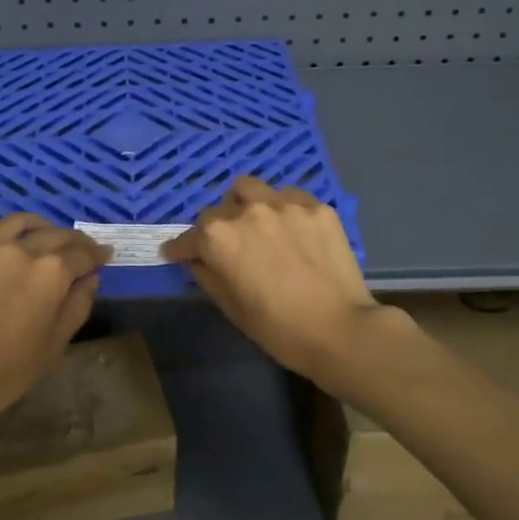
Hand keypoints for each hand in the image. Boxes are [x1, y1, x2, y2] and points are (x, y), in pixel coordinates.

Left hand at [0, 214, 111, 432]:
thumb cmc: (9, 370)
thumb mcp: (56, 343)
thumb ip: (78, 305)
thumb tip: (90, 278)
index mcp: (51, 272)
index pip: (82, 255)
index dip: (97, 255)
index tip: (105, 255)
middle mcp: (20, 250)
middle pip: (54, 235)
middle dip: (74, 241)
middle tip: (82, 248)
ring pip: (17, 223)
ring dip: (39, 226)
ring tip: (45, 232)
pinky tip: (2, 236)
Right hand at [163, 177, 390, 380]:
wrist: (340, 330)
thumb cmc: (277, 328)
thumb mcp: (230, 307)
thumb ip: (208, 275)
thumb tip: (197, 260)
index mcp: (218, 237)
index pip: (188, 238)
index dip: (180, 249)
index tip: (179, 255)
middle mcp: (246, 210)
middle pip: (218, 210)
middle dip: (215, 229)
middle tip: (228, 248)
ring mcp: (284, 204)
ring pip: (250, 189)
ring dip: (244, 205)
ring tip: (256, 226)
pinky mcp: (316, 206)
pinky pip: (288, 196)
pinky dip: (280, 208)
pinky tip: (290, 228)